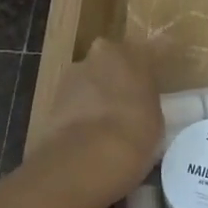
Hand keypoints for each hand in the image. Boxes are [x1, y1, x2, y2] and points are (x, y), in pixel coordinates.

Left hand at [34, 39, 161, 194]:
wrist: (89, 155)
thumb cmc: (136, 131)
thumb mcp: (155, 115)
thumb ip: (144, 100)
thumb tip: (138, 106)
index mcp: (131, 52)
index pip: (140, 57)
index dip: (143, 76)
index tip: (147, 93)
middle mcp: (99, 54)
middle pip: (108, 65)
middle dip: (113, 81)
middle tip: (124, 107)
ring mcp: (71, 75)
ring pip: (87, 83)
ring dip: (93, 97)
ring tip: (103, 127)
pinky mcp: (51, 99)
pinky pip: (72, 104)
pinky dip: (78, 114)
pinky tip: (87, 136)